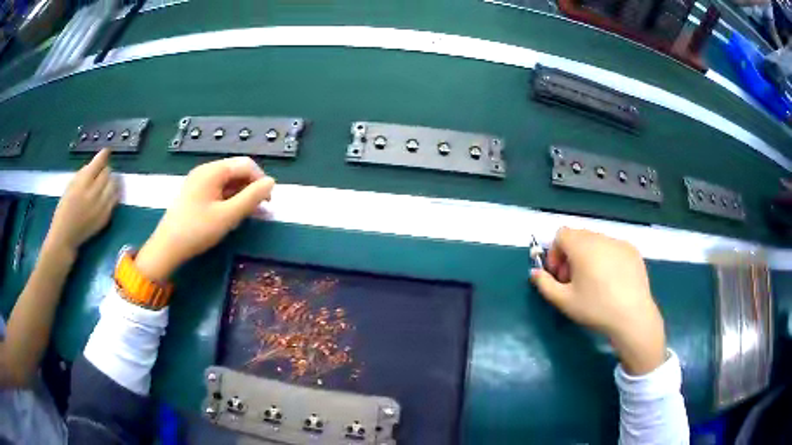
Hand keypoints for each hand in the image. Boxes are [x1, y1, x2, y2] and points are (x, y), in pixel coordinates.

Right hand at [46, 149, 117, 252]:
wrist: (65, 236)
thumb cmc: (64, 209)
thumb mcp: (70, 186)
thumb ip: (83, 174)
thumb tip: (95, 165)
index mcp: (82, 184)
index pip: (98, 164)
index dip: (103, 155)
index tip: (106, 151)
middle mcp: (93, 194)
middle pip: (107, 173)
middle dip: (105, 169)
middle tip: (101, 171)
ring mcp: (101, 207)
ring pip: (113, 185)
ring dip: (111, 180)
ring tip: (105, 181)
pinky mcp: (105, 217)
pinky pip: (114, 200)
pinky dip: (112, 193)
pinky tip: (108, 193)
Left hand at [135, 157, 274, 280]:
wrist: (167, 247)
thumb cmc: (197, 230)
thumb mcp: (228, 215)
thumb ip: (252, 197)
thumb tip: (271, 182)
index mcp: (213, 170)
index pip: (246, 164)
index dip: (261, 180)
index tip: (268, 202)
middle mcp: (205, 170)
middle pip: (236, 171)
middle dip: (251, 188)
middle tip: (259, 211)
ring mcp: (198, 181)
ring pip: (227, 181)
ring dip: (241, 195)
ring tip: (246, 215)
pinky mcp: (194, 193)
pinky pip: (218, 189)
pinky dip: (229, 199)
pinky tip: (230, 214)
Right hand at [530, 228, 665, 374]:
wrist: (632, 316)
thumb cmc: (595, 308)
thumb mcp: (563, 301)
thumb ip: (544, 284)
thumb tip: (534, 273)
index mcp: (582, 246)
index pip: (561, 235)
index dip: (555, 253)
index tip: (559, 276)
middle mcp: (600, 237)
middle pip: (579, 237)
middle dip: (570, 255)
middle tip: (573, 281)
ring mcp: (619, 242)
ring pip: (596, 242)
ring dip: (588, 256)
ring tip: (593, 282)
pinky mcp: (632, 251)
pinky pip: (613, 248)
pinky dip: (606, 258)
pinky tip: (612, 282)